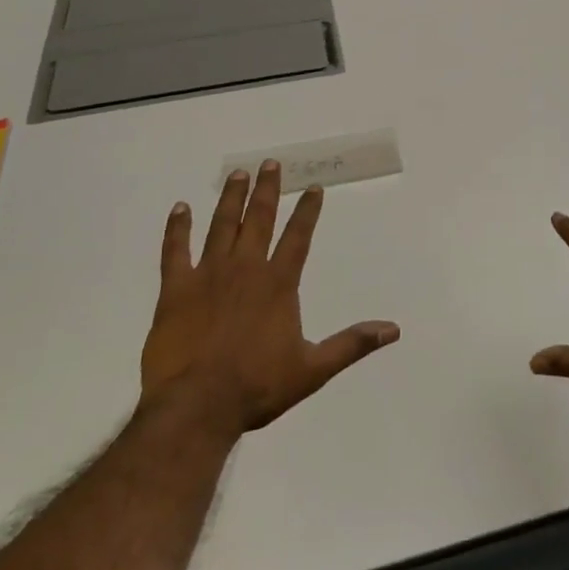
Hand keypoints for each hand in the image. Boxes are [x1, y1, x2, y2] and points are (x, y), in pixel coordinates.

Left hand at [143, 162, 399, 437]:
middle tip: (270, 163)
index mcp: (278, 284)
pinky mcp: (175, 289)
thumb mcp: (313, 369)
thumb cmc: (257, 387)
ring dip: (231, 199)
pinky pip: (175, 250)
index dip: (307, 211)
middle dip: (267, 190)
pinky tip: (180, 208)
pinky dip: (177, 228)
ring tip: (237, 174)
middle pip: (260, 219)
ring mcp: (208, 275)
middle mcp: (245, 269)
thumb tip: (393, 330)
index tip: (314, 187)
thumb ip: (352, 344)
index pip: (298, 237)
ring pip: (222, 226)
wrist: (196, 406)